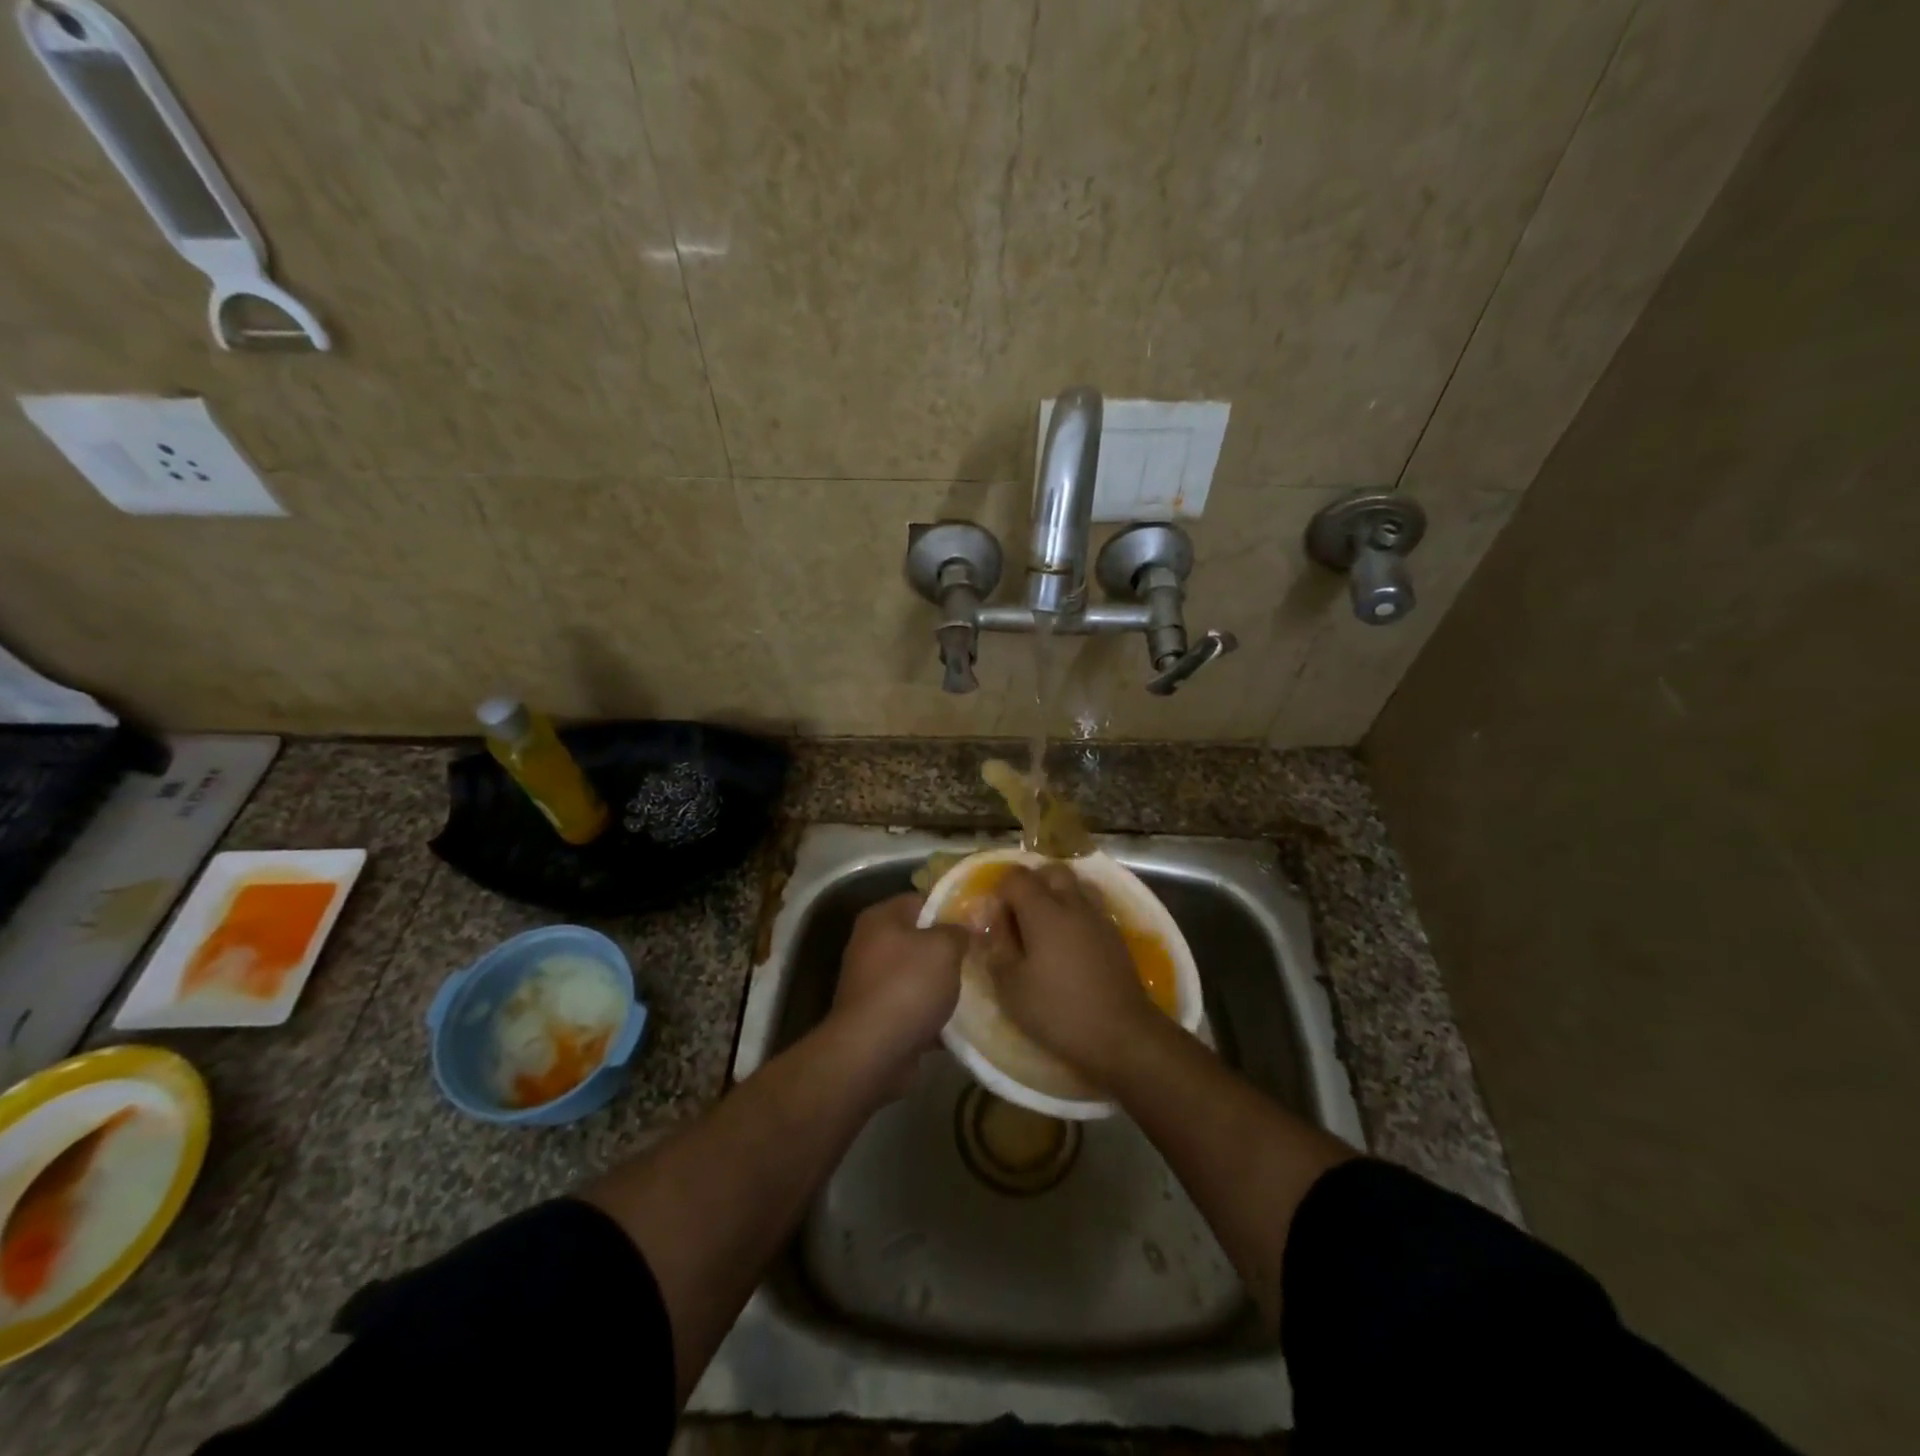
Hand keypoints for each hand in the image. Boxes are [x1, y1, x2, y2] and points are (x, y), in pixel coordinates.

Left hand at [832, 894, 967, 1092]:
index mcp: (881, 918)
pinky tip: (960, 1022)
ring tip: (976, 989)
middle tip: (981, 955)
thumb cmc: (907, 986)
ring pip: (918, 975)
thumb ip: (958, 930)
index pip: (921, 900)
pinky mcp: (878, 1017)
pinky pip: (913, 1007)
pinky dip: (932, 1013)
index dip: (951, 908)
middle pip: (919, 938)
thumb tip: (965, 927)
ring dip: (942, 984)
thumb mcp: (944, 947)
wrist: (872, 1052)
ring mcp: (872, 983)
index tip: (979, 922)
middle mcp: (870, 945)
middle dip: (949, 949)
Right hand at [990, 864, 1158, 1083]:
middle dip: (1032, 884)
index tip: (995, 919)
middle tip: (1020, 916)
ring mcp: (1098, 917)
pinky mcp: (1115, 934)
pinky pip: (1090, 908)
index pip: (1017, 877)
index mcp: (1044, 911)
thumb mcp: (1011, 987)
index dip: (1001, 891)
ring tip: (1046, 927)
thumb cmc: (1058, 1011)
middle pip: (1051, 871)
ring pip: (1076, 885)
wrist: (1121, 1034)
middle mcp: (1073, 904)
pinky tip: (1069, 945)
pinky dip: (1076, 914)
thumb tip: (993, 923)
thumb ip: (997, 948)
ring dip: (1057, 895)